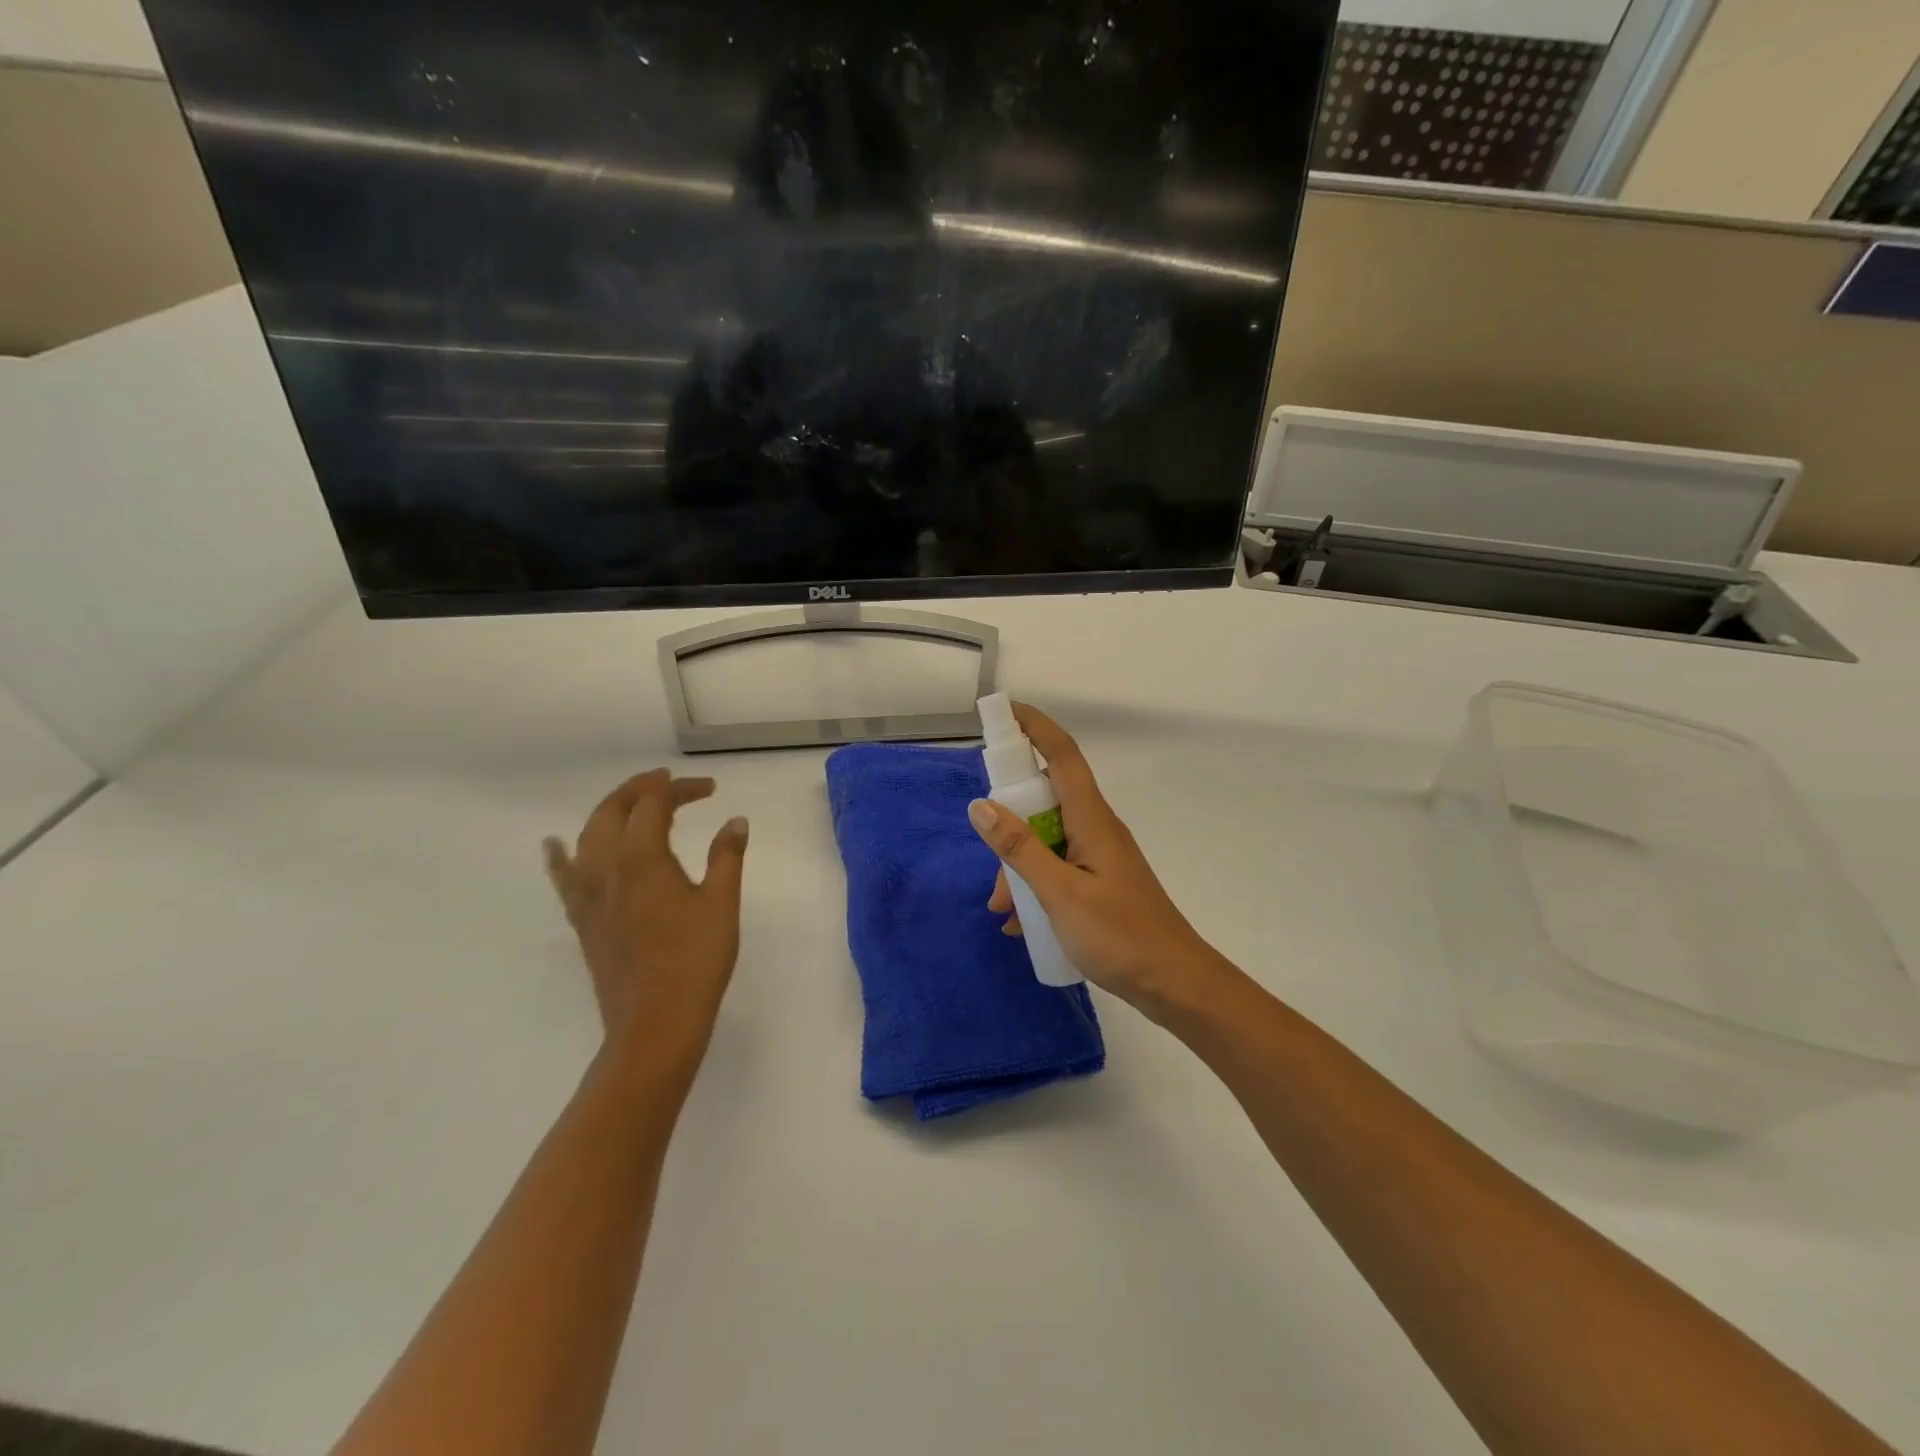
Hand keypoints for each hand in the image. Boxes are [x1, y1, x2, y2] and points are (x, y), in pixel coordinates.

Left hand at [543, 770, 748, 1075]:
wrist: (654, 1024)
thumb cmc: (695, 961)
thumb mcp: (721, 904)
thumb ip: (727, 856)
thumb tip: (736, 821)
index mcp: (642, 857)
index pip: (655, 803)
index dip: (681, 788)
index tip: (710, 789)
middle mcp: (605, 866)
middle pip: (613, 808)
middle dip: (641, 789)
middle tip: (672, 785)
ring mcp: (587, 894)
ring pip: (587, 834)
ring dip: (611, 810)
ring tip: (635, 805)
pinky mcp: (581, 919)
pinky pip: (563, 875)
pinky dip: (561, 854)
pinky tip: (555, 845)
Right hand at [967, 704, 1230, 1022]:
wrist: (1174, 984)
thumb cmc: (1120, 936)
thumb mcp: (1059, 893)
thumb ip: (1020, 849)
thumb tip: (980, 805)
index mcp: (1091, 819)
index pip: (1061, 755)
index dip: (1034, 727)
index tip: (1003, 713)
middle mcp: (1096, 829)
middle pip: (1045, 801)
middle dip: (1010, 822)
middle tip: (986, 850)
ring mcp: (1099, 856)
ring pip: (1047, 841)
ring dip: (1019, 866)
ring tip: (1002, 910)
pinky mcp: (1100, 882)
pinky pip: (1058, 868)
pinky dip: (1035, 886)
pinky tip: (1020, 924)